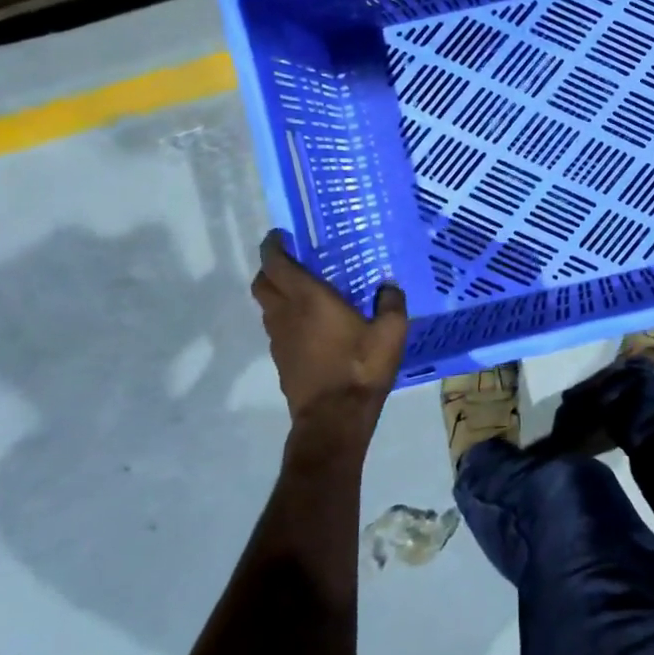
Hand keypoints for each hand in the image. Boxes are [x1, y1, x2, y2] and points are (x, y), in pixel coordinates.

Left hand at [250, 231, 406, 454]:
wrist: (334, 419)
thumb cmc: (361, 368)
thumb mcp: (391, 332)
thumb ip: (391, 303)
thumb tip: (388, 286)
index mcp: (309, 298)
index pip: (276, 263)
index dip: (273, 246)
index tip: (281, 235)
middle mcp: (286, 314)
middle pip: (262, 283)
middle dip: (271, 268)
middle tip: (293, 262)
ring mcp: (279, 340)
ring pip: (267, 307)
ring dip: (278, 294)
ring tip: (305, 292)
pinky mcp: (281, 361)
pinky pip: (277, 329)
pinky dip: (286, 319)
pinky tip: (312, 326)